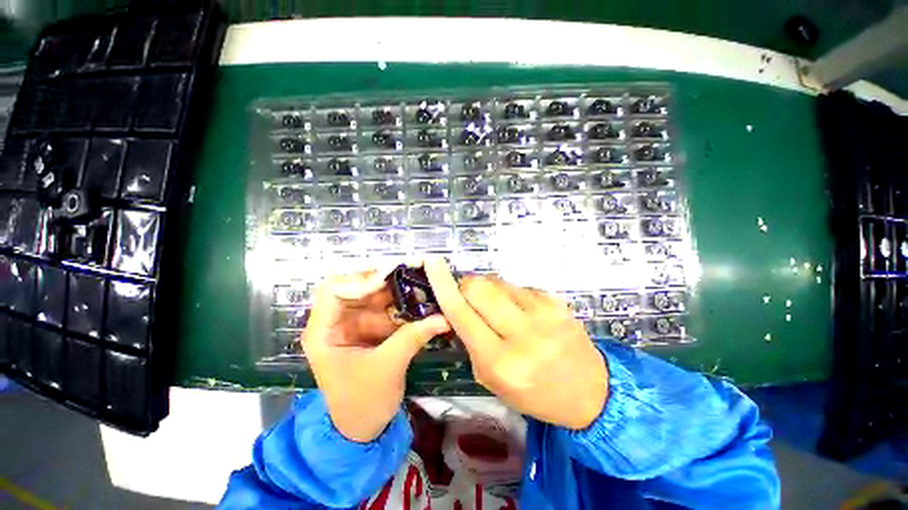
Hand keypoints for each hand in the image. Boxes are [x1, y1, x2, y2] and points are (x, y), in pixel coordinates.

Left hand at [302, 268, 450, 441]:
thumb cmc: (363, 402)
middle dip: (382, 281)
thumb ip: (413, 337)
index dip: (359, 281)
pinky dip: (400, 304)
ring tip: (419, 285)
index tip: (387, 280)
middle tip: (409, 275)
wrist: (363, 428)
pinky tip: (417, 301)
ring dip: (395, 291)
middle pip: (355, 288)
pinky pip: (385, 308)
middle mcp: (336, 322)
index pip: (333, 291)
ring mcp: (354, 324)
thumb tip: (443, 318)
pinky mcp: (369, 329)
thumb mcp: (388, 368)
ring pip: (373, 295)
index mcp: (324, 332)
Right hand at [424, 259, 607, 429]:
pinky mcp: (556, 301)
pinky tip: (523, 312)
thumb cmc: (534, 392)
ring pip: (498, 282)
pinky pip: (519, 286)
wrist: (591, 392)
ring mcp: (543, 313)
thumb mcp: (492, 379)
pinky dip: (511, 294)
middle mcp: (522, 334)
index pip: (461, 313)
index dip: (443, 284)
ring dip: (490, 290)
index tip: (433, 261)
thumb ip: (471, 341)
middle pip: (479, 287)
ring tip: (501, 309)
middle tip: (468, 295)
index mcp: (500, 361)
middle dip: (466, 285)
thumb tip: (459, 306)